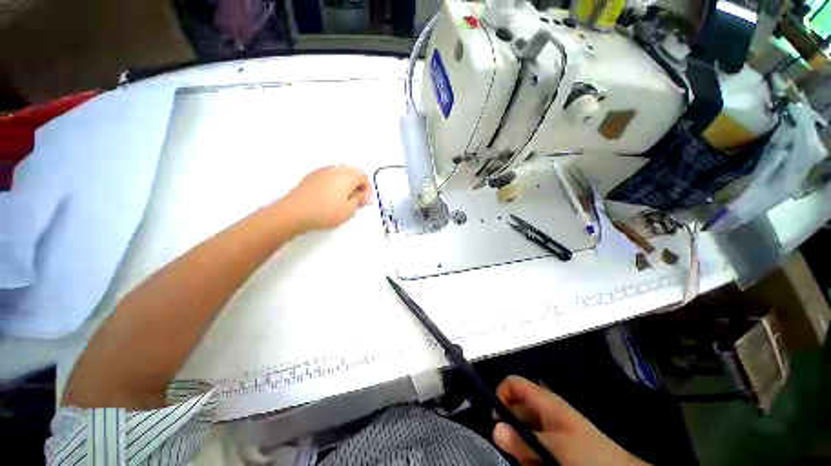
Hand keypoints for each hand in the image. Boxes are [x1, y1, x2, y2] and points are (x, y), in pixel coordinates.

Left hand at [282, 165, 371, 232]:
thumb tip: (365, 197)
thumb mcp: (348, 210)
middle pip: (353, 172)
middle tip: (358, 199)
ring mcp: (322, 172)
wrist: (294, 213)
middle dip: (358, 185)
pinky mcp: (312, 177)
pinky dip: (335, 183)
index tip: (366, 201)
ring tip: (345, 200)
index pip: (364, 178)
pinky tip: (332, 197)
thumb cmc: (321, 212)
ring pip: (341, 173)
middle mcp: (335, 170)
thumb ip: (360, 201)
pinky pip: (329, 176)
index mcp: (347, 177)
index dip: (368, 190)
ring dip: (347, 183)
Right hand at [492, 376, 648, 465]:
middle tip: (518, 453)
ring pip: (522, 433)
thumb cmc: (589, 455)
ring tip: (533, 464)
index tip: (497, 421)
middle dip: (511, 431)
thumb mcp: (555, 447)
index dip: (500, 395)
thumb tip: (494, 428)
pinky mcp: (554, 446)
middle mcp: (543, 410)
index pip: (513, 383)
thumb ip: (524, 439)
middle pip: (514, 410)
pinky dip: (531, 458)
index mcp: (544, 400)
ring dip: (522, 449)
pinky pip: (532, 447)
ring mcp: (549, 429)